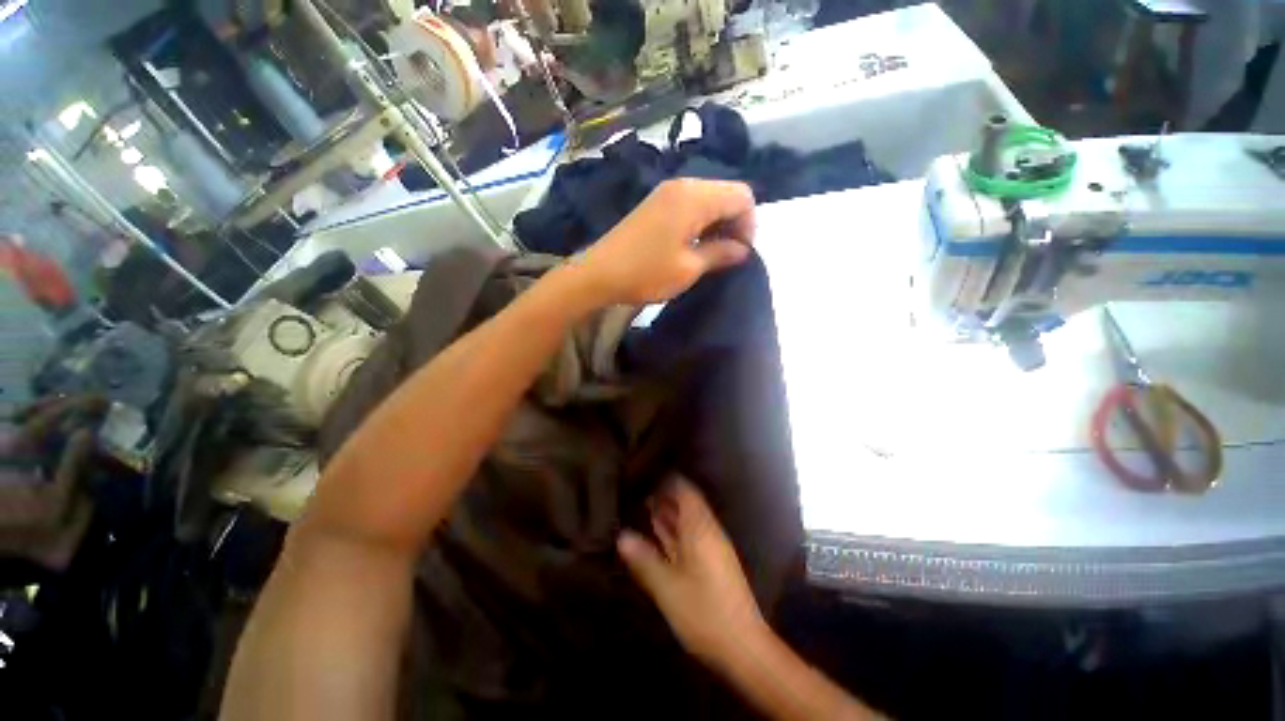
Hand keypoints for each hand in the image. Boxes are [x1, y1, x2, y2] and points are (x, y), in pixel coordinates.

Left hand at [577, 179, 755, 304]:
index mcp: (695, 197)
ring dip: (717, 224)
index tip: (740, 253)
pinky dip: (700, 222)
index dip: (749, 225)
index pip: (742, 196)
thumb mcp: (689, 268)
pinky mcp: (655, 204)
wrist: (598, 274)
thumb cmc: (646, 273)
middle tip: (728, 255)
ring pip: (708, 199)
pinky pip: (690, 205)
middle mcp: (683, 185)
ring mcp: (666, 193)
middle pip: (726, 193)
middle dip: (735, 223)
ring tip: (711, 254)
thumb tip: (743, 250)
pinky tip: (693, 246)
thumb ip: (721, 253)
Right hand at [617, 478, 767, 667]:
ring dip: (668, 513)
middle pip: (686, 505)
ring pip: (687, 521)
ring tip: (644, 504)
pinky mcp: (711, 563)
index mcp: (700, 529)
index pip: (686, 492)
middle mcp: (707, 532)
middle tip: (639, 488)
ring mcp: (711, 548)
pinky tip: (659, 533)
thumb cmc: (703, 612)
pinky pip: (690, 537)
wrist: (742, 647)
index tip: (648, 472)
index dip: (669, 480)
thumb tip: (621, 536)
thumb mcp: (667, 587)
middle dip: (665, 496)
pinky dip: (674, 531)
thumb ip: (644, 560)